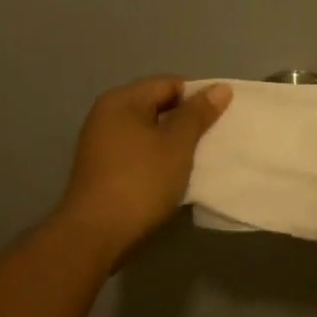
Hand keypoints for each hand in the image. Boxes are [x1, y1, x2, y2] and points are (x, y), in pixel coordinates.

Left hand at [56, 76, 230, 257]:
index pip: (168, 83)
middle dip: (186, 119)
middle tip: (213, 139)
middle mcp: (106, 114)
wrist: (96, 234)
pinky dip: (157, 158)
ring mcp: (100, 142)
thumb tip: (219, 87)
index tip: (221, 118)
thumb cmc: (140, 182)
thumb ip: (198, 114)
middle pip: (156, 105)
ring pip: (147, 131)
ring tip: (197, 158)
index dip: (198, 96)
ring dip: (172, 141)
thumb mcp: (177, 144)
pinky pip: (137, 151)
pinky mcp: (101, 168)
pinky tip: (173, 175)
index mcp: (122, 100)